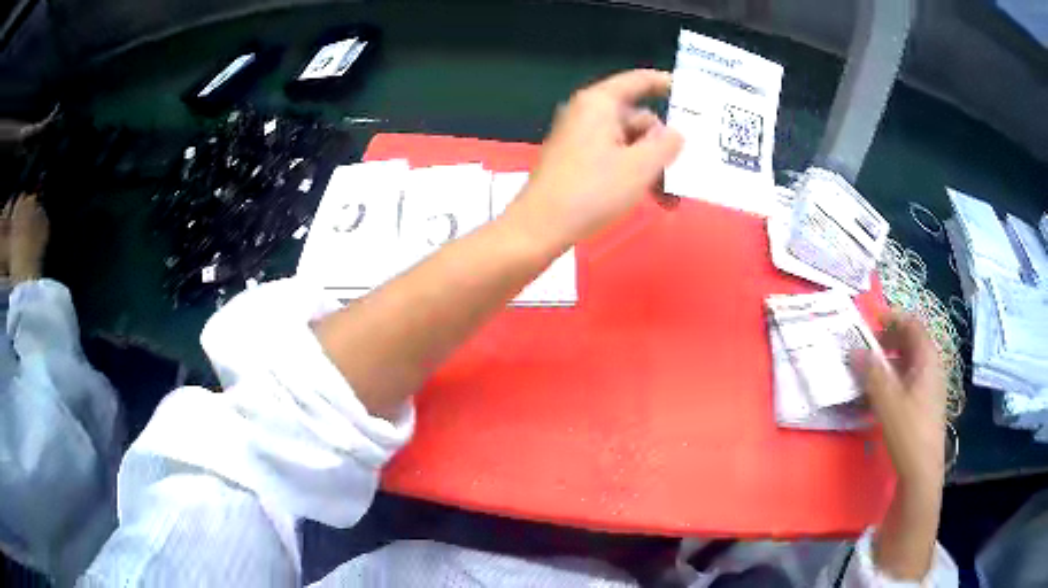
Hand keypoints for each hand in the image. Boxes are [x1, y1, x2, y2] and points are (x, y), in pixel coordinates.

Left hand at [511, 69, 683, 248]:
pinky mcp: (575, 160)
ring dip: (652, 166)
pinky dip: (633, 173)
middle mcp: (587, 113)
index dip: (663, 82)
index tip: (688, 90)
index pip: (638, 81)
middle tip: (683, 169)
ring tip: (670, 198)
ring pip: (628, 142)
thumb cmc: (593, 190)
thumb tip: (675, 132)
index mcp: (599, 103)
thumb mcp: (641, 166)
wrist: (541, 226)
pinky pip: (613, 157)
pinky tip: (652, 199)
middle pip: (636, 117)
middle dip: (661, 144)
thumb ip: (666, 144)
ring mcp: (579, 137)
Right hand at [851, 313, 946, 490]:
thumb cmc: (908, 431)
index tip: (872, 320)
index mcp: (927, 359)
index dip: (893, 317)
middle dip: (889, 340)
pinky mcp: (925, 406)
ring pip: (909, 364)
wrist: (922, 472)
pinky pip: (909, 382)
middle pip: (912, 343)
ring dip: (889, 363)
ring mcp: (930, 388)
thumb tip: (855, 350)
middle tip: (867, 347)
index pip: (912, 325)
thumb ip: (871, 373)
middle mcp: (932, 368)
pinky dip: (894, 381)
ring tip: (868, 373)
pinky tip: (879, 398)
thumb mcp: (887, 400)